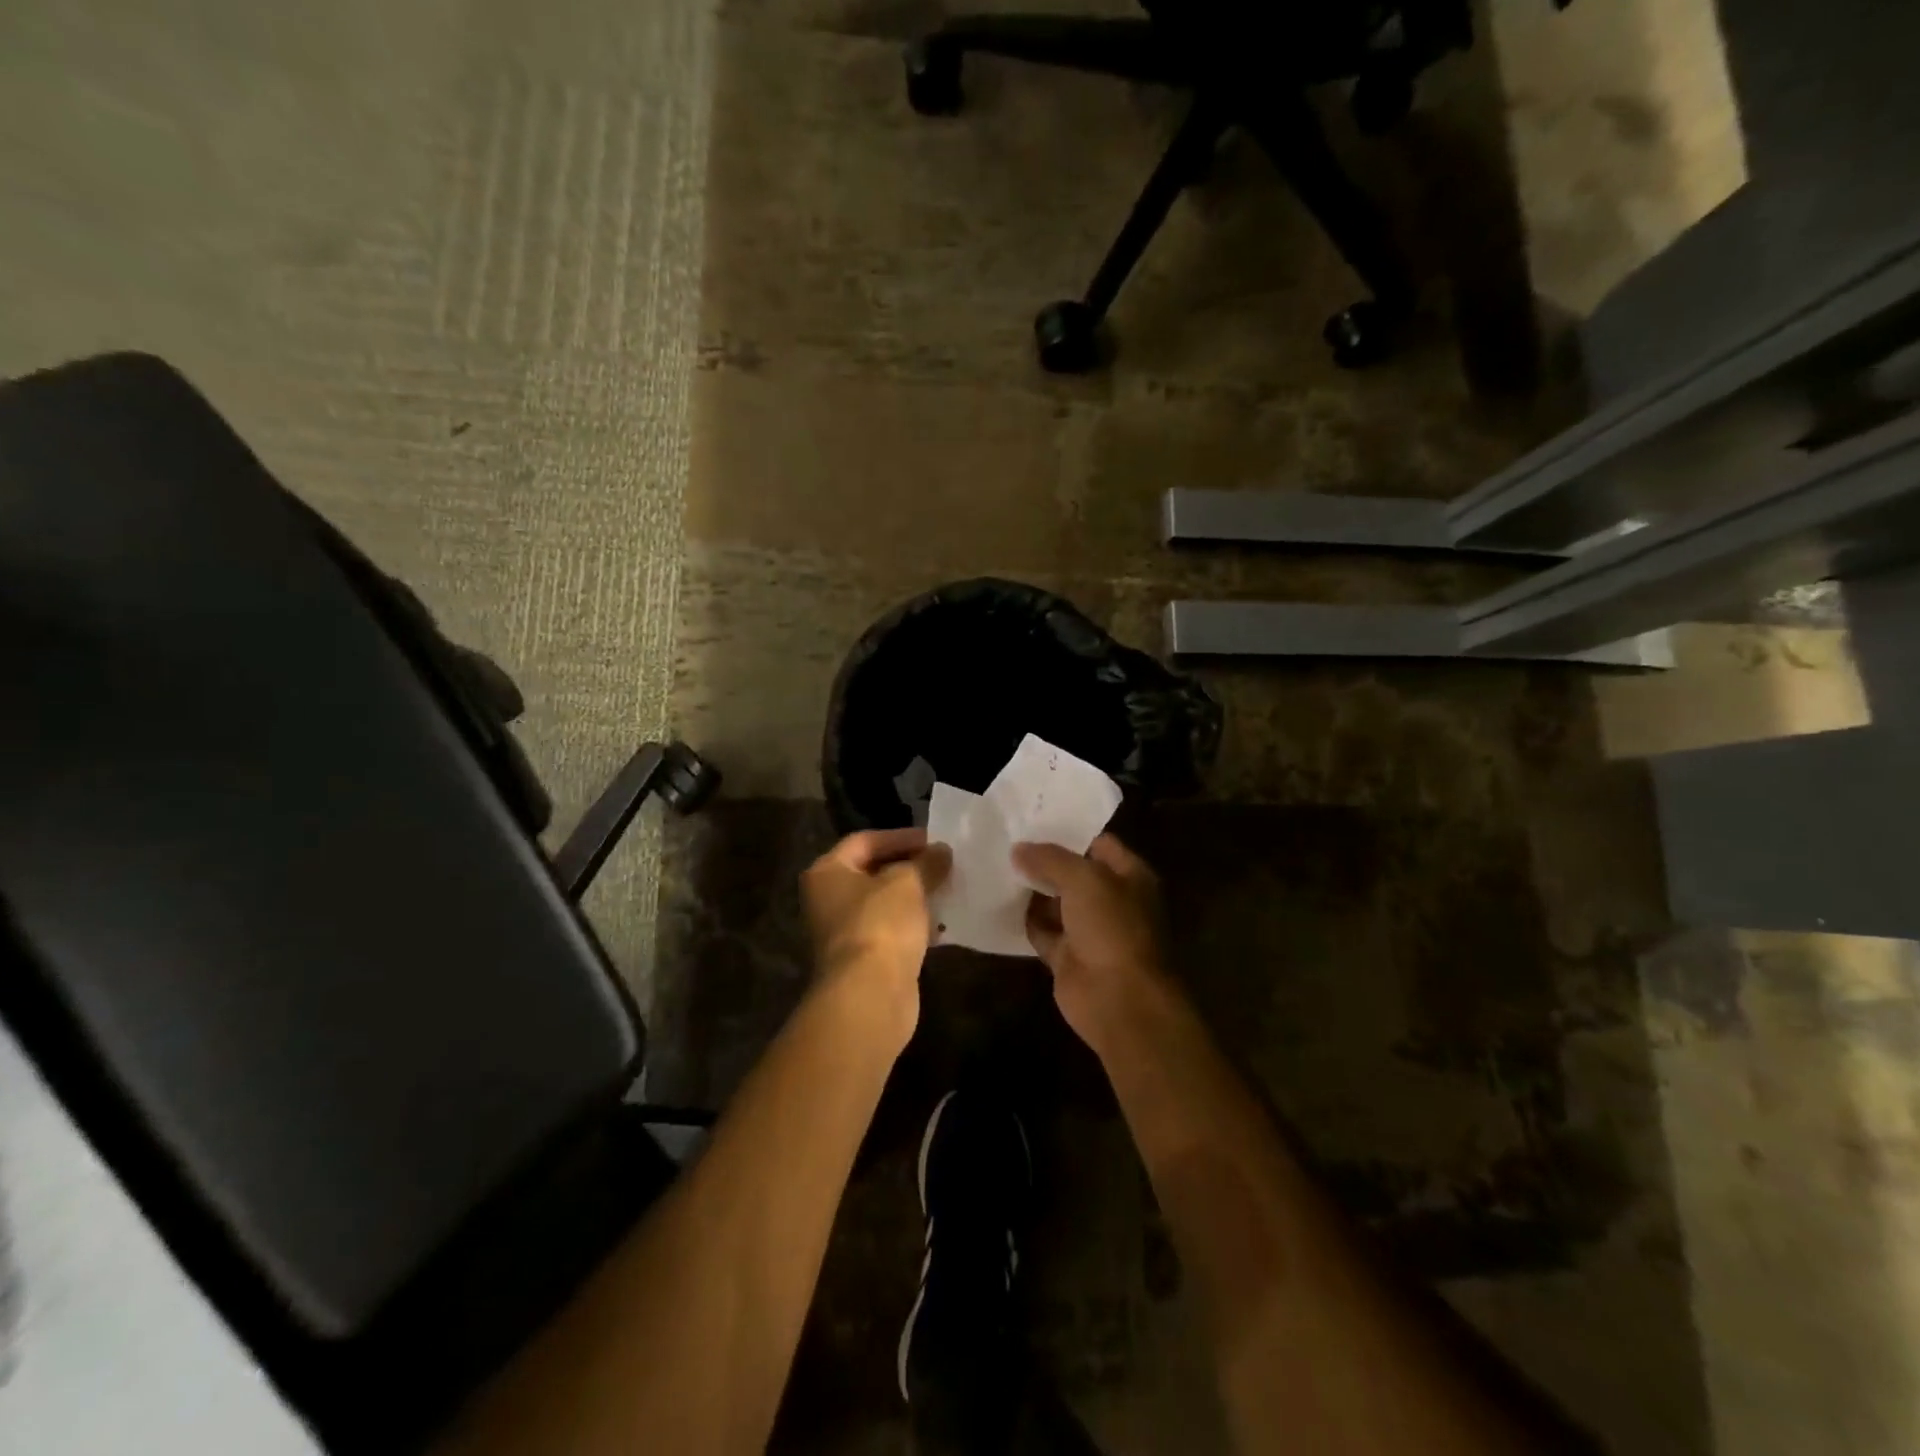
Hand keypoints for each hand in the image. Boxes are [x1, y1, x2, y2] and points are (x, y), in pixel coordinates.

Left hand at [802, 829, 949, 1044]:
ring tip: (947, 889)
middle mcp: (827, 899)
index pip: (865, 841)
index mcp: (827, 872)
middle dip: (910, 867)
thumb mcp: (909, 882)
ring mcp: (843, 932)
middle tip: (943, 863)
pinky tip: (940, 924)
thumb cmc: (881, 924)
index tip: (934, 839)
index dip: (900, 837)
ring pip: (883, 904)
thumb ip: (926, 862)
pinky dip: (913, 925)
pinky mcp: (863, 960)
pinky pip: (891, 932)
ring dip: (914, 897)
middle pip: (872, 872)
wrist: (869, 994)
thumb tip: (941, 851)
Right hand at [1013, 834, 1169, 1054]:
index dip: (1069, 832)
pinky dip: (1025, 920)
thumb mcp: (1083, 879)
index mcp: (1129, 876)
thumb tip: (1018, 849)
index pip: (1099, 843)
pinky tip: (999, 902)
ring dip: (1031, 890)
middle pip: (1074, 873)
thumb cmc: (1111, 928)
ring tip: (996, 865)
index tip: (1033, 820)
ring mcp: (1089, 930)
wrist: (1118, 999)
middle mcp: (1111, 900)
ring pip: (1056, 902)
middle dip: (1044, 860)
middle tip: (1006, 841)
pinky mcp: (1068, 956)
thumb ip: (1050, 858)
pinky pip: (1042, 931)